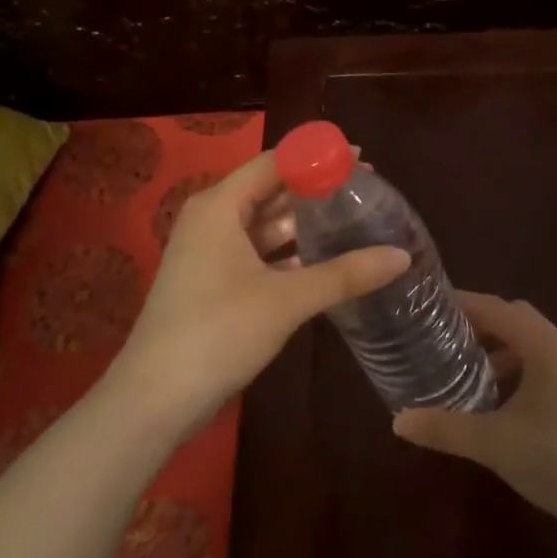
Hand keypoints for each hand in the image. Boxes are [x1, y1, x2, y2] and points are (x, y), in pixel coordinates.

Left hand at [110, 150, 409, 438]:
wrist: (153, 400)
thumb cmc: (217, 333)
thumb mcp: (286, 300)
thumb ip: (344, 274)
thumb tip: (402, 256)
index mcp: (220, 206)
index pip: (275, 162)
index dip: (317, 157)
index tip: (362, 159)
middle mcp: (212, 219)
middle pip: (270, 190)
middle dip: (315, 190)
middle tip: (366, 190)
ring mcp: (210, 252)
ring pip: (265, 225)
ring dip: (304, 224)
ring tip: (353, 220)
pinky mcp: (213, 282)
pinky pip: (258, 253)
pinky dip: (289, 253)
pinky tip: (326, 260)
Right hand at [392, 293, 556, 531]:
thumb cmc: (556, 461)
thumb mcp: (493, 444)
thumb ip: (445, 428)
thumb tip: (398, 422)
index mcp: (545, 348)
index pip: (497, 308)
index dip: (463, 302)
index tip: (429, 304)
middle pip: (515, 317)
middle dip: (479, 320)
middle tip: (442, 333)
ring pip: (530, 340)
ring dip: (498, 344)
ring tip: (463, 362)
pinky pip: (542, 360)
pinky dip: (516, 364)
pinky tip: (496, 394)